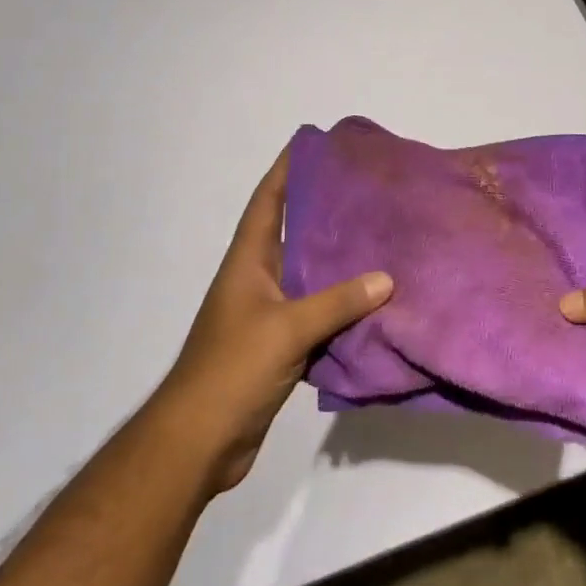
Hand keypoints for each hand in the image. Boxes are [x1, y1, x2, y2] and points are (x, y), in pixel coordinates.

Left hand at [157, 149, 392, 490]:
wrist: (198, 443)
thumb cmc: (232, 370)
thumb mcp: (286, 328)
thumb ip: (337, 302)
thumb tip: (386, 278)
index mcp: (248, 261)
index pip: (268, 201)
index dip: (287, 169)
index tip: (314, 143)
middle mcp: (257, 279)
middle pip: (292, 232)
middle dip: (323, 209)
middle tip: (365, 189)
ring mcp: (267, 314)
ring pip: (309, 275)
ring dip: (337, 260)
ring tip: (378, 236)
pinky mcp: (279, 346)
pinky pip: (317, 314)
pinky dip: (341, 305)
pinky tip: (372, 300)